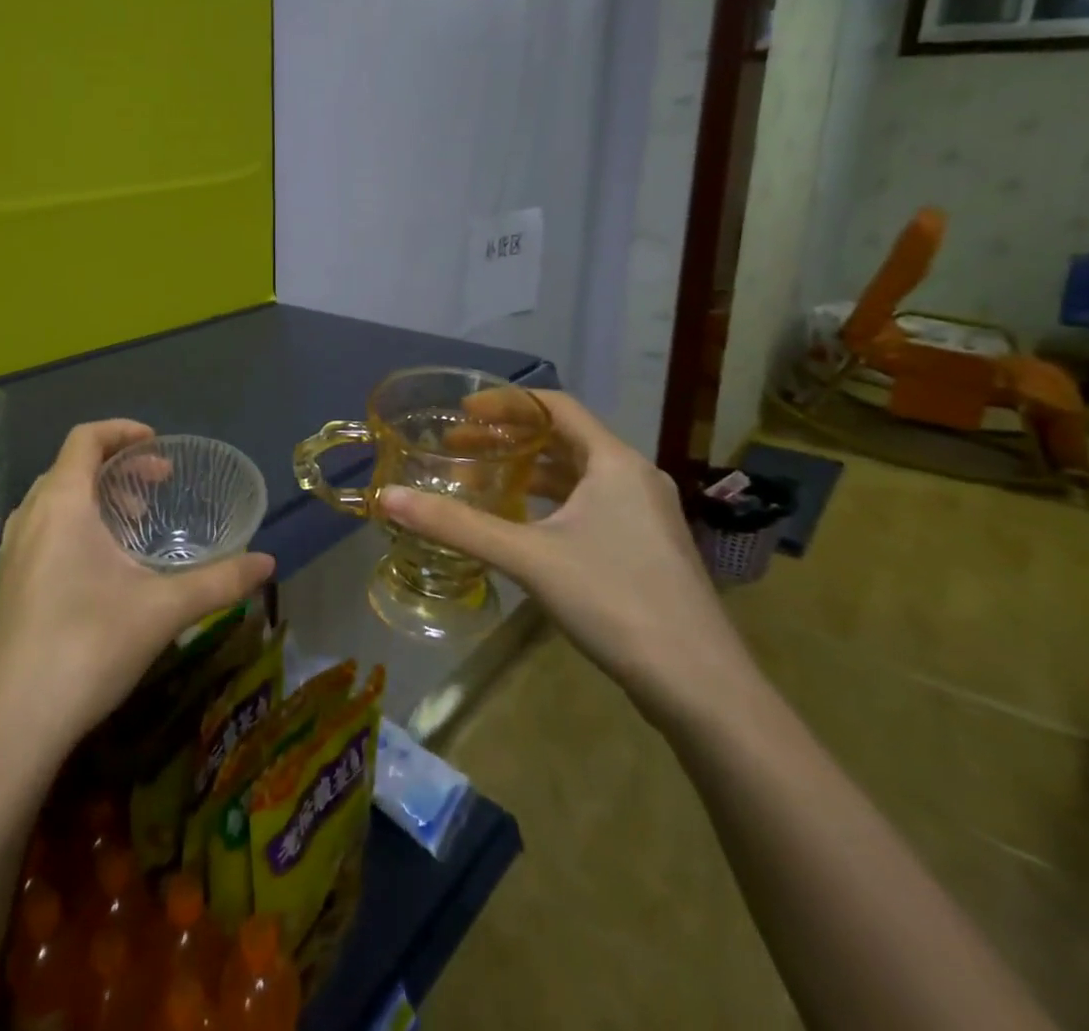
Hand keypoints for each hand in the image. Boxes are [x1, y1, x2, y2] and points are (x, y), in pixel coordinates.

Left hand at [0, 420, 274, 760]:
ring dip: (96, 497)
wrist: (14, 726)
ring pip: (55, 499)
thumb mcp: (163, 610)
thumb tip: (268, 563)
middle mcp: (29, 517)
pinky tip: (102, 566)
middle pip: (71, 466)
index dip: (122, 430)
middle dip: (117, 467)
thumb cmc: (89, 647)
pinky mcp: (7, 583)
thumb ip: (220, 580)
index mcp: (61, 504)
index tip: (159, 446)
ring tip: (134, 525)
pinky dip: (75, 524)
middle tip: (157, 488)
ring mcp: (11, 552)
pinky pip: (42, 528)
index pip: (85, 438)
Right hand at [380, 391, 755, 724]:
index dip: (506, 403)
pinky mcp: (645, 548)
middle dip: (508, 439)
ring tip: (481, 481)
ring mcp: (645, 515)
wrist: (701, 686)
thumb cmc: (615, 601)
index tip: (461, 412)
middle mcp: (634, 478)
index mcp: (615, 462)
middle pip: (564, 439)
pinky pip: (589, 505)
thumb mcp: (528, 557)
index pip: (556, 406)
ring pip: (577, 475)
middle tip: (457, 448)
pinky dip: (550, 502)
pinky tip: (522, 525)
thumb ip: (456, 525)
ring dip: (528, 472)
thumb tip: (387, 497)